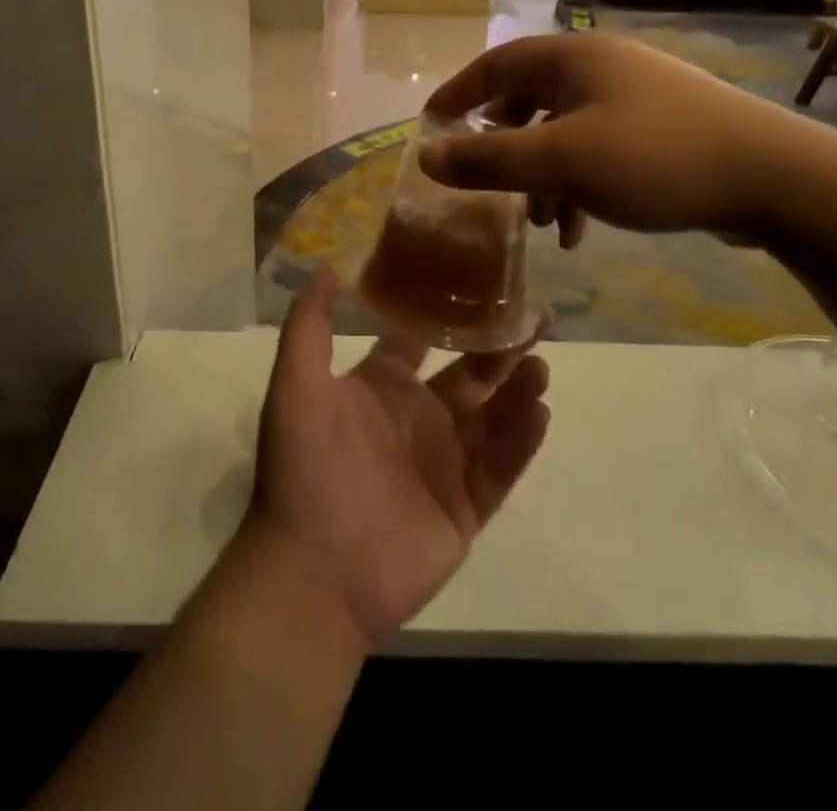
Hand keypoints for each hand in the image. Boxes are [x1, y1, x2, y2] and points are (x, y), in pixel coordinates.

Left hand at [246, 269, 550, 647]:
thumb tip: (327, 264)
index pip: (421, 339)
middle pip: (469, 374)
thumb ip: (310, 324)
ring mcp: (444, 463)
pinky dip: (522, 441)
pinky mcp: (465, 507)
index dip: (448, 313)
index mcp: (382, 386)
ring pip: (493, 417)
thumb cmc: (306, 467)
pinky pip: (501, 468)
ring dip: (518, 391)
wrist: (314, 572)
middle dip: (500, 349)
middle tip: (535, 321)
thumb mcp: (297, 383)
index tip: (481, 284)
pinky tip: (539, 412)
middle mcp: (417, 417)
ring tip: (540, 366)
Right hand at [417, 33, 808, 237]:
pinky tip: (580, 229)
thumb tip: (427, 155)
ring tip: (539, 223)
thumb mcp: (561, 161)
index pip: (496, 64)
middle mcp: (600, 67)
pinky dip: (578, 184)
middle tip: (482, 176)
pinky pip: (598, 150)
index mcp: (572, 59)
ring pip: (564, 131)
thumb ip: (490, 159)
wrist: (774, 177)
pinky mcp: (659, 128)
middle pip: (529, 98)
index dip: (458, 93)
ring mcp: (634, 96)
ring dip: (542, 175)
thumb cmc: (655, 157)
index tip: (430, 124)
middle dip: (503, 143)